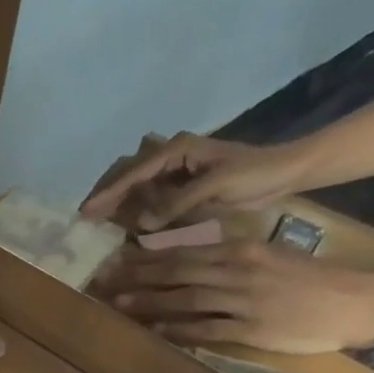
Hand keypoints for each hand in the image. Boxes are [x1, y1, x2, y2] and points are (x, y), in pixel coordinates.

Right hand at [81, 133, 315, 230]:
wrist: (286, 172)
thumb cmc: (255, 173)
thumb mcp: (216, 186)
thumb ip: (177, 202)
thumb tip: (141, 223)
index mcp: (176, 149)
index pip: (133, 171)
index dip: (109, 193)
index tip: (86, 211)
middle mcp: (170, 155)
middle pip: (127, 173)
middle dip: (107, 193)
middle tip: (87, 217)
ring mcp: (175, 169)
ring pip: (136, 183)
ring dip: (119, 201)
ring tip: (100, 221)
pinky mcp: (182, 183)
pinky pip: (151, 194)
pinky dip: (137, 207)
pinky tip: (127, 222)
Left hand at [98, 242, 373, 353]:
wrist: (355, 301)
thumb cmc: (309, 278)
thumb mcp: (267, 255)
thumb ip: (228, 258)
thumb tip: (189, 262)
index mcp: (239, 251)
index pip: (182, 253)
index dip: (145, 259)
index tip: (116, 261)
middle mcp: (236, 272)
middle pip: (175, 274)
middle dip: (135, 278)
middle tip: (102, 282)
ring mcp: (243, 301)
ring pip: (185, 299)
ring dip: (148, 303)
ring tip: (117, 305)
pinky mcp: (251, 329)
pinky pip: (207, 329)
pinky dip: (179, 330)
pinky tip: (155, 331)